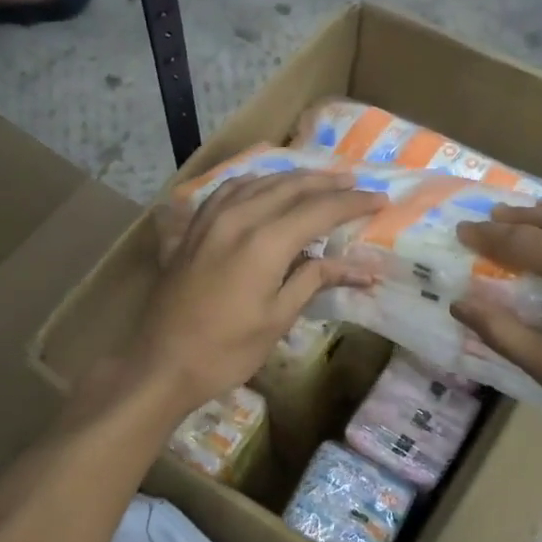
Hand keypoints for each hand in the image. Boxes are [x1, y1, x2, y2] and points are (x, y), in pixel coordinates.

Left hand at [128, 170, 379, 415]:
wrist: (160, 364)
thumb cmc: (226, 351)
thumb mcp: (277, 319)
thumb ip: (315, 280)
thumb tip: (362, 267)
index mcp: (264, 242)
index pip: (319, 210)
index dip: (353, 203)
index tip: (380, 200)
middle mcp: (238, 218)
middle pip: (290, 186)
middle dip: (327, 182)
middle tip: (355, 182)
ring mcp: (209, 219)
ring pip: (258, 182)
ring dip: (292, 178)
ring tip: (317, 179)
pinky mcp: (191, 229)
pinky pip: (227, 191)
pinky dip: (253, 183)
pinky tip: (261, 187)